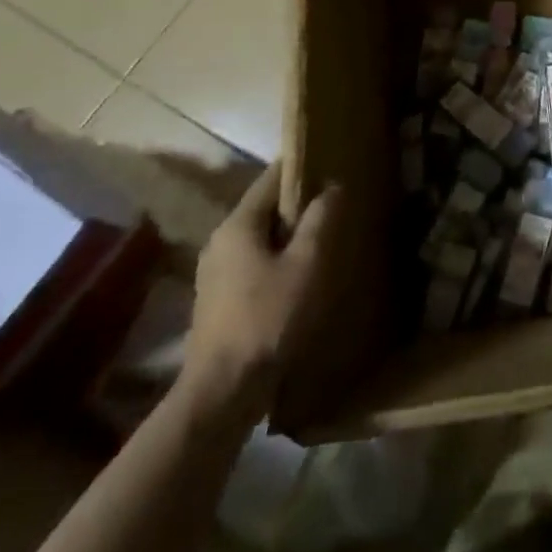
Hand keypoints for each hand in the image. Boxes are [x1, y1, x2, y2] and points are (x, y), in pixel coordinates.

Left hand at [180, 161, 337, 426]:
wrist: (223, 392)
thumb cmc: (268, 318)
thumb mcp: (307, 263)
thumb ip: (320, 219)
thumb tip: (332, 186)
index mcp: (237, 225)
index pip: (272, 178)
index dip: (302, 166)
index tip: (331, 159)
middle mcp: (220, 241)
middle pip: (265, 208)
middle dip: (299, 202)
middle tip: (336, 200)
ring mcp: (215, 272)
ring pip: (260, 237)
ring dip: (289, 233)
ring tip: (324, 235)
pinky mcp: (218, 300)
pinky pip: (254, 262)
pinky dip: (278, 257)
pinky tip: (301, 273)